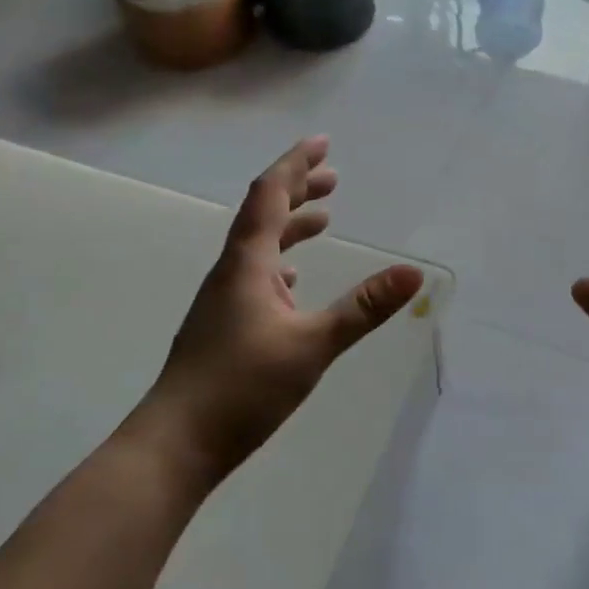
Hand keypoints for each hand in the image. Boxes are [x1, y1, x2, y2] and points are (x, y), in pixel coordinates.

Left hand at [139, 136, 423, 486]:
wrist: (175, 445)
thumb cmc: (241, 389)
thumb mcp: (313, 346)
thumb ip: (363, 308)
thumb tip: (414, 273)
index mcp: (247, 264)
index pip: (270, 196)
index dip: (295, 164)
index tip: (322, 142)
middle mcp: (230, 273)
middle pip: (263, 215)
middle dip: (298, 190)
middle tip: (332, 176)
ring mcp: (222, 301)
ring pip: (259, 247)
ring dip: (291, 226)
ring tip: (323, 219)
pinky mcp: (223, 327)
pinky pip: (254, 276)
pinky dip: (279, 264)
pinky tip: (292, 282)